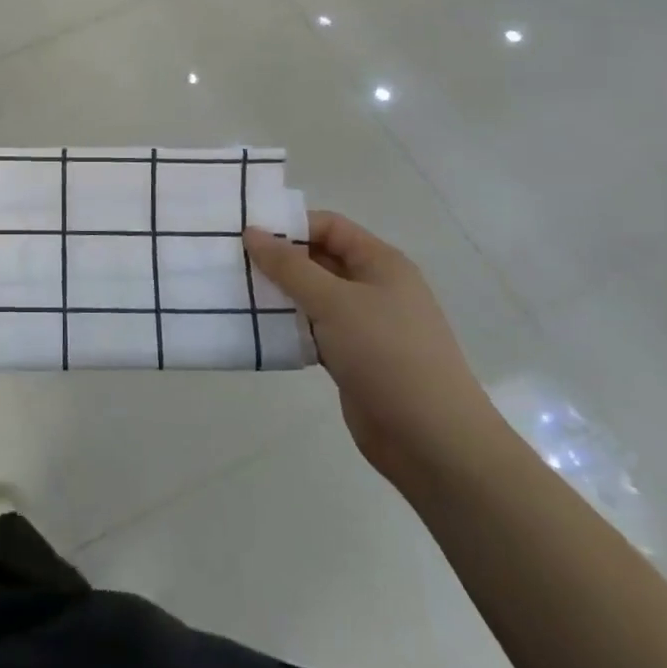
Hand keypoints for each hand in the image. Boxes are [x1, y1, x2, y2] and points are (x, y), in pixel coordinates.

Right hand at [244, 212, 504, 492]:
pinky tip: (258, 329)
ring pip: (313, 297)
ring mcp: (365, 325)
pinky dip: (289, 327)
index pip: (329, 227)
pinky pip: (314, 330)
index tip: (246, 235)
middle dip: (278, 260)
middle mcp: (374, 287)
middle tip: (232, 263)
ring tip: (236, 293)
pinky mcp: (354, 358)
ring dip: (280, 295)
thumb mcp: (334, 302)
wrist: (433, 441)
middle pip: (319, 259)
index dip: (290, 226)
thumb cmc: (388, 355)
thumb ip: (289, 267)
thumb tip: (252, 232)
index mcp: (380, 263)